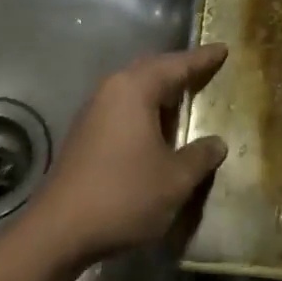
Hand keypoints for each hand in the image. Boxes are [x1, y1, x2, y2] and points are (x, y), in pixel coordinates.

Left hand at [30, 45, 229, 266]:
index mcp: (134, 90)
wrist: (58, 231)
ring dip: (160, 93)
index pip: (176, 65)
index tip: (223, 49)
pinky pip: (123, 109)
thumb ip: (200, 156)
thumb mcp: (175, 179)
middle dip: (178, 70)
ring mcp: (93, 112)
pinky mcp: (84, 135)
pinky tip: (156, 131)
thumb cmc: (124, 195)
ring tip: (184, 99)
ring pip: (134, 90)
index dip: (202, 59)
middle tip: (205, 70)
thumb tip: (217, 143)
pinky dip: (145, 112)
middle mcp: (111, 91)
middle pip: (151, 70)